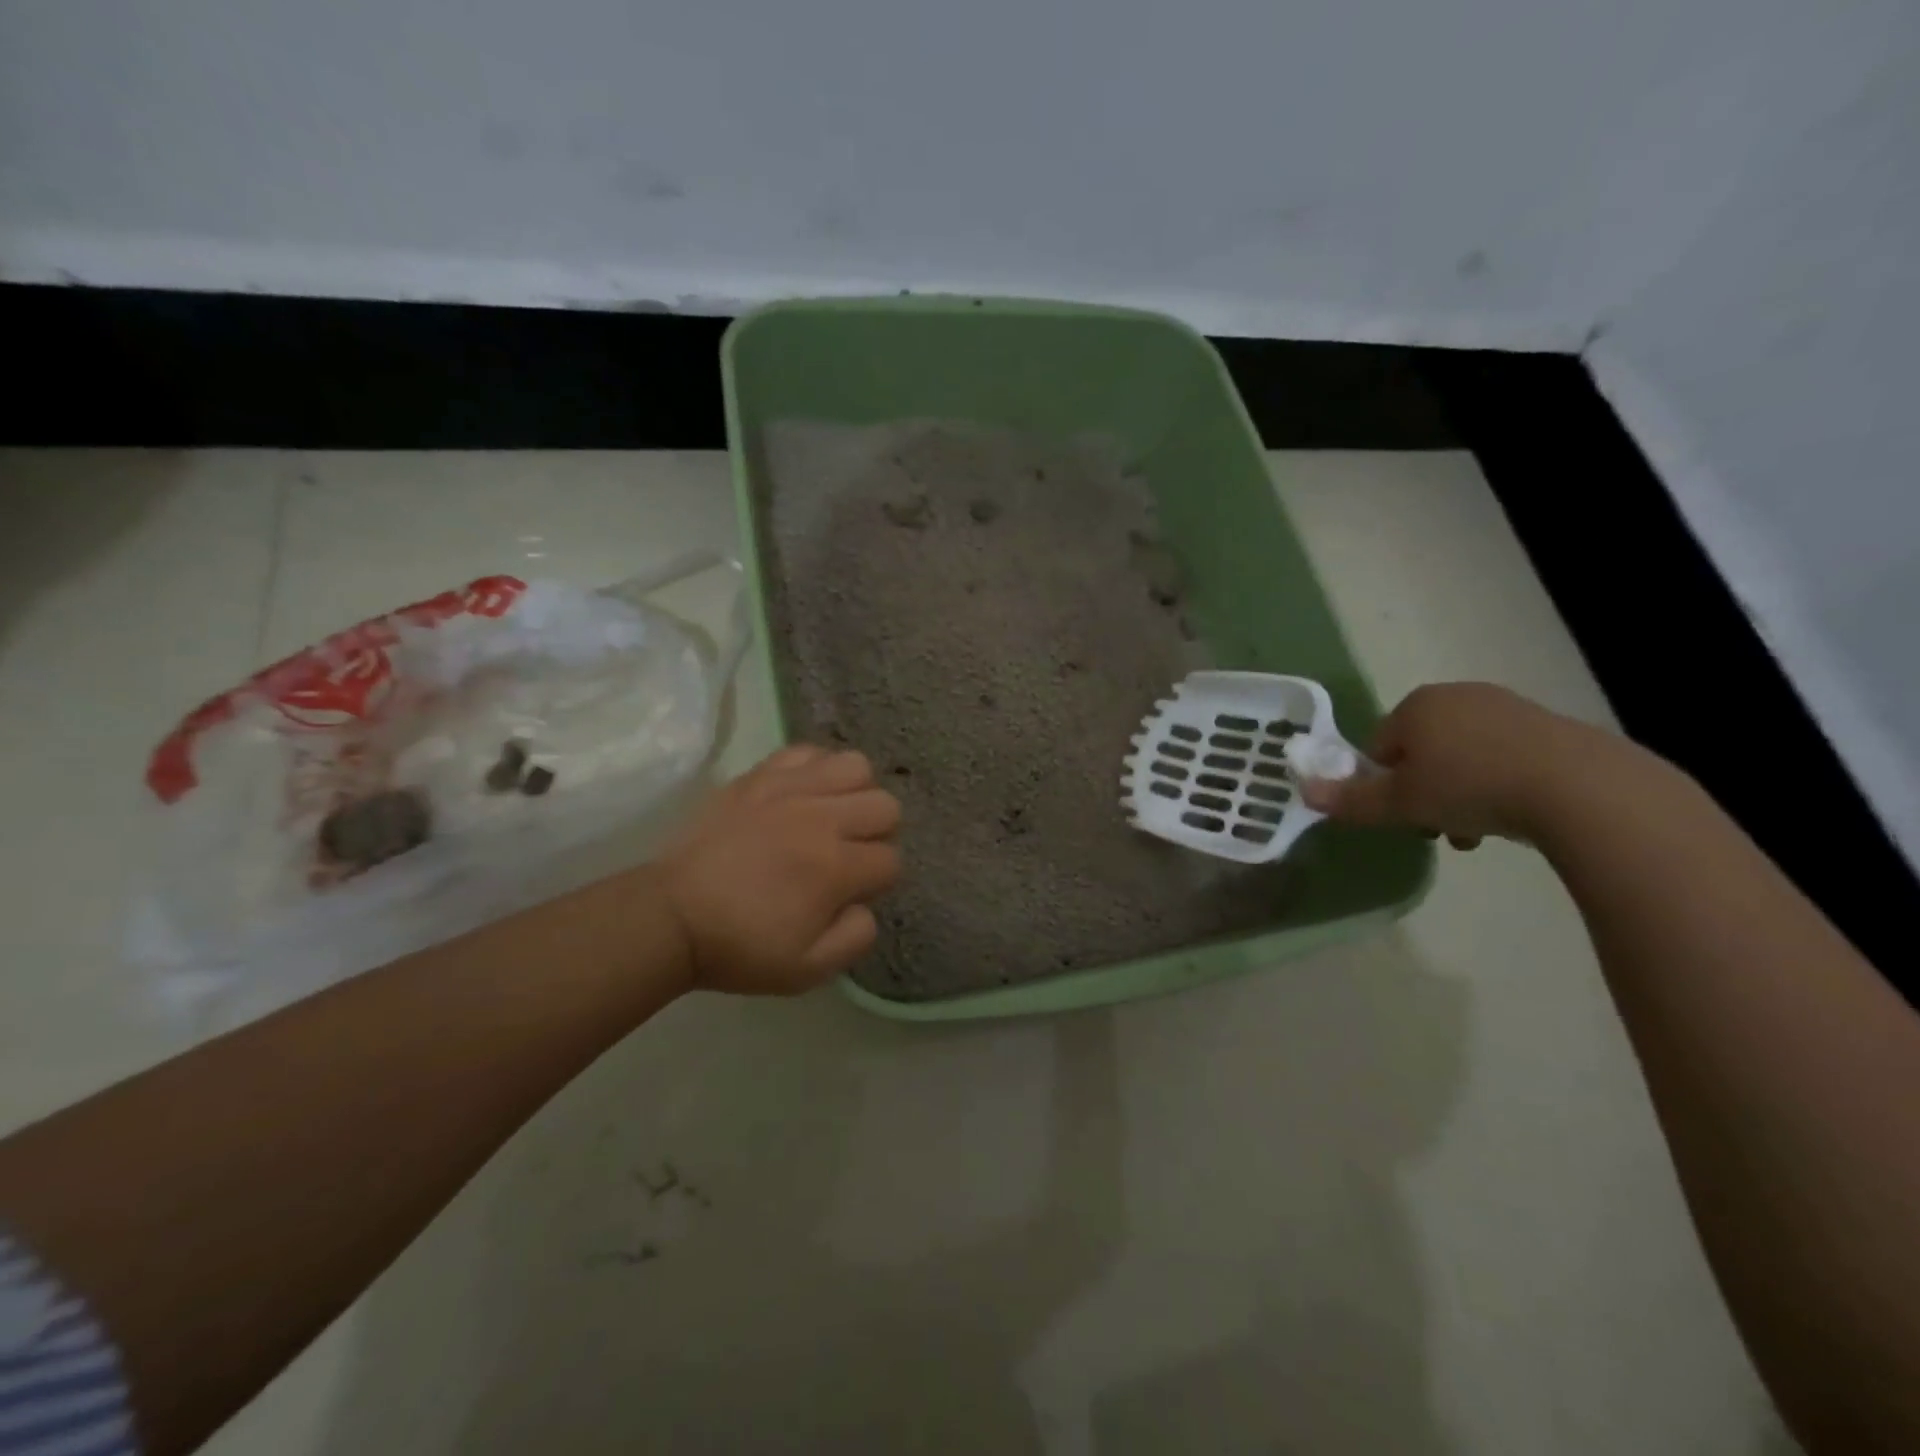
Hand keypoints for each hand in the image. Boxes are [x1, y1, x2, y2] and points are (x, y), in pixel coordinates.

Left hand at [660, 745, 901, 993]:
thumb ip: (855, 938)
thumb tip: (865, 905)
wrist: (671, 916)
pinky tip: (803, 794)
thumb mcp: (807, 970)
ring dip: (855, 793)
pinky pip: (807, 752)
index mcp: (836, 868)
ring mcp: (789, 790)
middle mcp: (821, 819)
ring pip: (856, 766)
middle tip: (848, 853)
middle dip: (878, 833)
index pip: (891, 860)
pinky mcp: (759, 776)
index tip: (851, 892)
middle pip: (885, 806)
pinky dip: (816, 769)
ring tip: (832, 815)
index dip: (878, 881)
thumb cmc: (740, 946)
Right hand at [1299, 683, 1605, 847]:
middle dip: (1424, 791)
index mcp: (1415, 706)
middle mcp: (1457, 696)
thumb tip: (1303, 793)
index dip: (1383, 785)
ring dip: (1459, 794)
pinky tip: (1512, 817)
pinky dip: (1498, 785)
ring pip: (1462, 758)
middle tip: (1436, 826)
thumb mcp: (1400, 803)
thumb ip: (1351, 800)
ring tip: (1476, 832)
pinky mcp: (1547, 726)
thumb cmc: (1469, 787)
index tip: (1402, 815)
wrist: (1577, 786)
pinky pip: (1503, 757)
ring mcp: (1505, 707)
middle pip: (1421, 752)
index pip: (1379, 747)